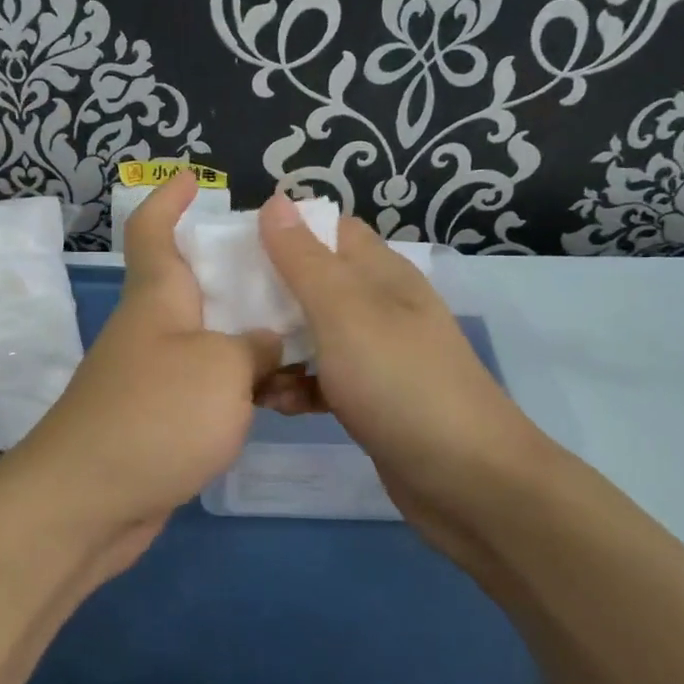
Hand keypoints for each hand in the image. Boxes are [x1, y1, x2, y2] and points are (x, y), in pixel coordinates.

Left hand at [0, 173, 281, 580]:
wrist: (88, 503)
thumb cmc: (155, 415)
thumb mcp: (222, 368)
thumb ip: (254, 347)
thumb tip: (266, 343)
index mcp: (158, 297)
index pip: (153, 230)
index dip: (169, 198)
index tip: (191, 177)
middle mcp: (152, 329)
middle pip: (193, 284)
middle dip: (236, 271)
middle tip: (292, 270)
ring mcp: (152, 376)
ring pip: (208, 338)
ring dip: (249, 335)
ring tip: (307, 334)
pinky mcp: (158, 420)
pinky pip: (207, 385)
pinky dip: (240, 384)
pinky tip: (279, 396)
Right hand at [256, 195, 561, 539]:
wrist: (467, 481)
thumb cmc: (400, 383)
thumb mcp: (345, 313)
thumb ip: (305, 260)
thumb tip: (276, 201)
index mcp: (380, 274)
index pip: (328, 230)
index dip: (283, 229)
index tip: (232, 247)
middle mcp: (379, 307)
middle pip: (314, 283)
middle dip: (268, 292)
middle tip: (217, 308)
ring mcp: (376, 356)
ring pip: (313, 335)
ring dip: (278, 346)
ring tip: (239, 363)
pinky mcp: (370, 400)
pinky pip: (322, 381)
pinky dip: (297, 387)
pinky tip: (274, 404)